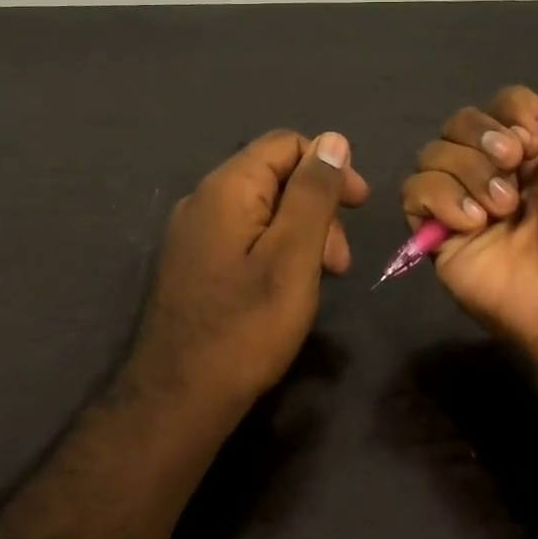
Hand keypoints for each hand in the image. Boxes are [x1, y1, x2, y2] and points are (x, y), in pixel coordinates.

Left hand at [132, 129, 368, 401]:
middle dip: (317, 207)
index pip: (286, 143)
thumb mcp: (293, 255)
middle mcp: (203, 199)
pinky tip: (287, 287)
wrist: (178, 398)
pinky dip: (276, 250)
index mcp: (227, 187)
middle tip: (339, 261)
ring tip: (320, 279)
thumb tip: (333, 140)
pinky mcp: (194, 263)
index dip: (329, 166)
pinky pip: (244, 236)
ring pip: (262, 209)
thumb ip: (313, 193)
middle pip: (275, 176)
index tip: (359, 207)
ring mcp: (194, 233)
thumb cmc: (246, 326)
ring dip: (301, 233)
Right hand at [399, 59, 537, 357]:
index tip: (537, 137)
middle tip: (515, 167)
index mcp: (533, 151)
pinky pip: (413, 193)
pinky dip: (440, 198)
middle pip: (457, 123)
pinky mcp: (436, 234)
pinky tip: (474, 223)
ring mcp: (462, 202)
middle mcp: (493, 171)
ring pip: (432, 154)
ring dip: (469, 172)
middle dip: (483, 138)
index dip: (511, 110)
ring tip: (502, 208)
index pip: (498, 105)